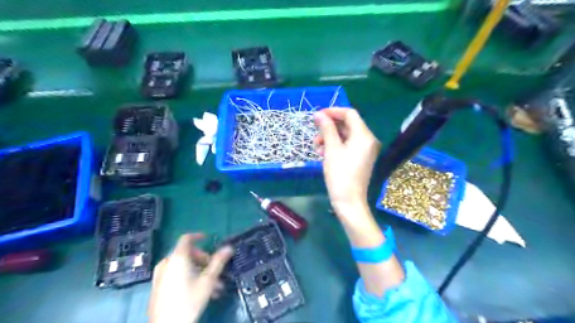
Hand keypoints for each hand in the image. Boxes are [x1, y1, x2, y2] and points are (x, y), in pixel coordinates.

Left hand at [147, 234, 233, 322]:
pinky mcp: (157, 288)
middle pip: (187, 254)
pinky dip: (187, 277)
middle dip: (203, 260)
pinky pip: (175, 275)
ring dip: (198, 272)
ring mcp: (160, 276)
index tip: (208, 239)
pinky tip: (198, 291)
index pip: (186, 238)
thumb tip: (229, 247)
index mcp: (178, 258)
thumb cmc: (189, 300)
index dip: (198, 236)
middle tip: (214, 270)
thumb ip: (218, 262)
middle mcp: (167, 263)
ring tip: (212, 286)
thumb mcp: (208, 280)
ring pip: (183, 267)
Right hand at [314, 109, 379, 216]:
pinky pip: (348, 145)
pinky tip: (323, 153)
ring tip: (316, 146)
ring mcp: (365, 150)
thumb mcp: (331, 149)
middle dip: (329, 127)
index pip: (350, 114)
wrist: (349, 201)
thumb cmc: (339, 174)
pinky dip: (336, 146)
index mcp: (364, 135)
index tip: (318, 115)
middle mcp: (368, 140)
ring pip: (346, 135)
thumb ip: (326, 129)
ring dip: (330, 137)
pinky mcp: (361, 158)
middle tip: (315, 133)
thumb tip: (319, 114)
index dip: (333, 111)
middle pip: (348, 124)